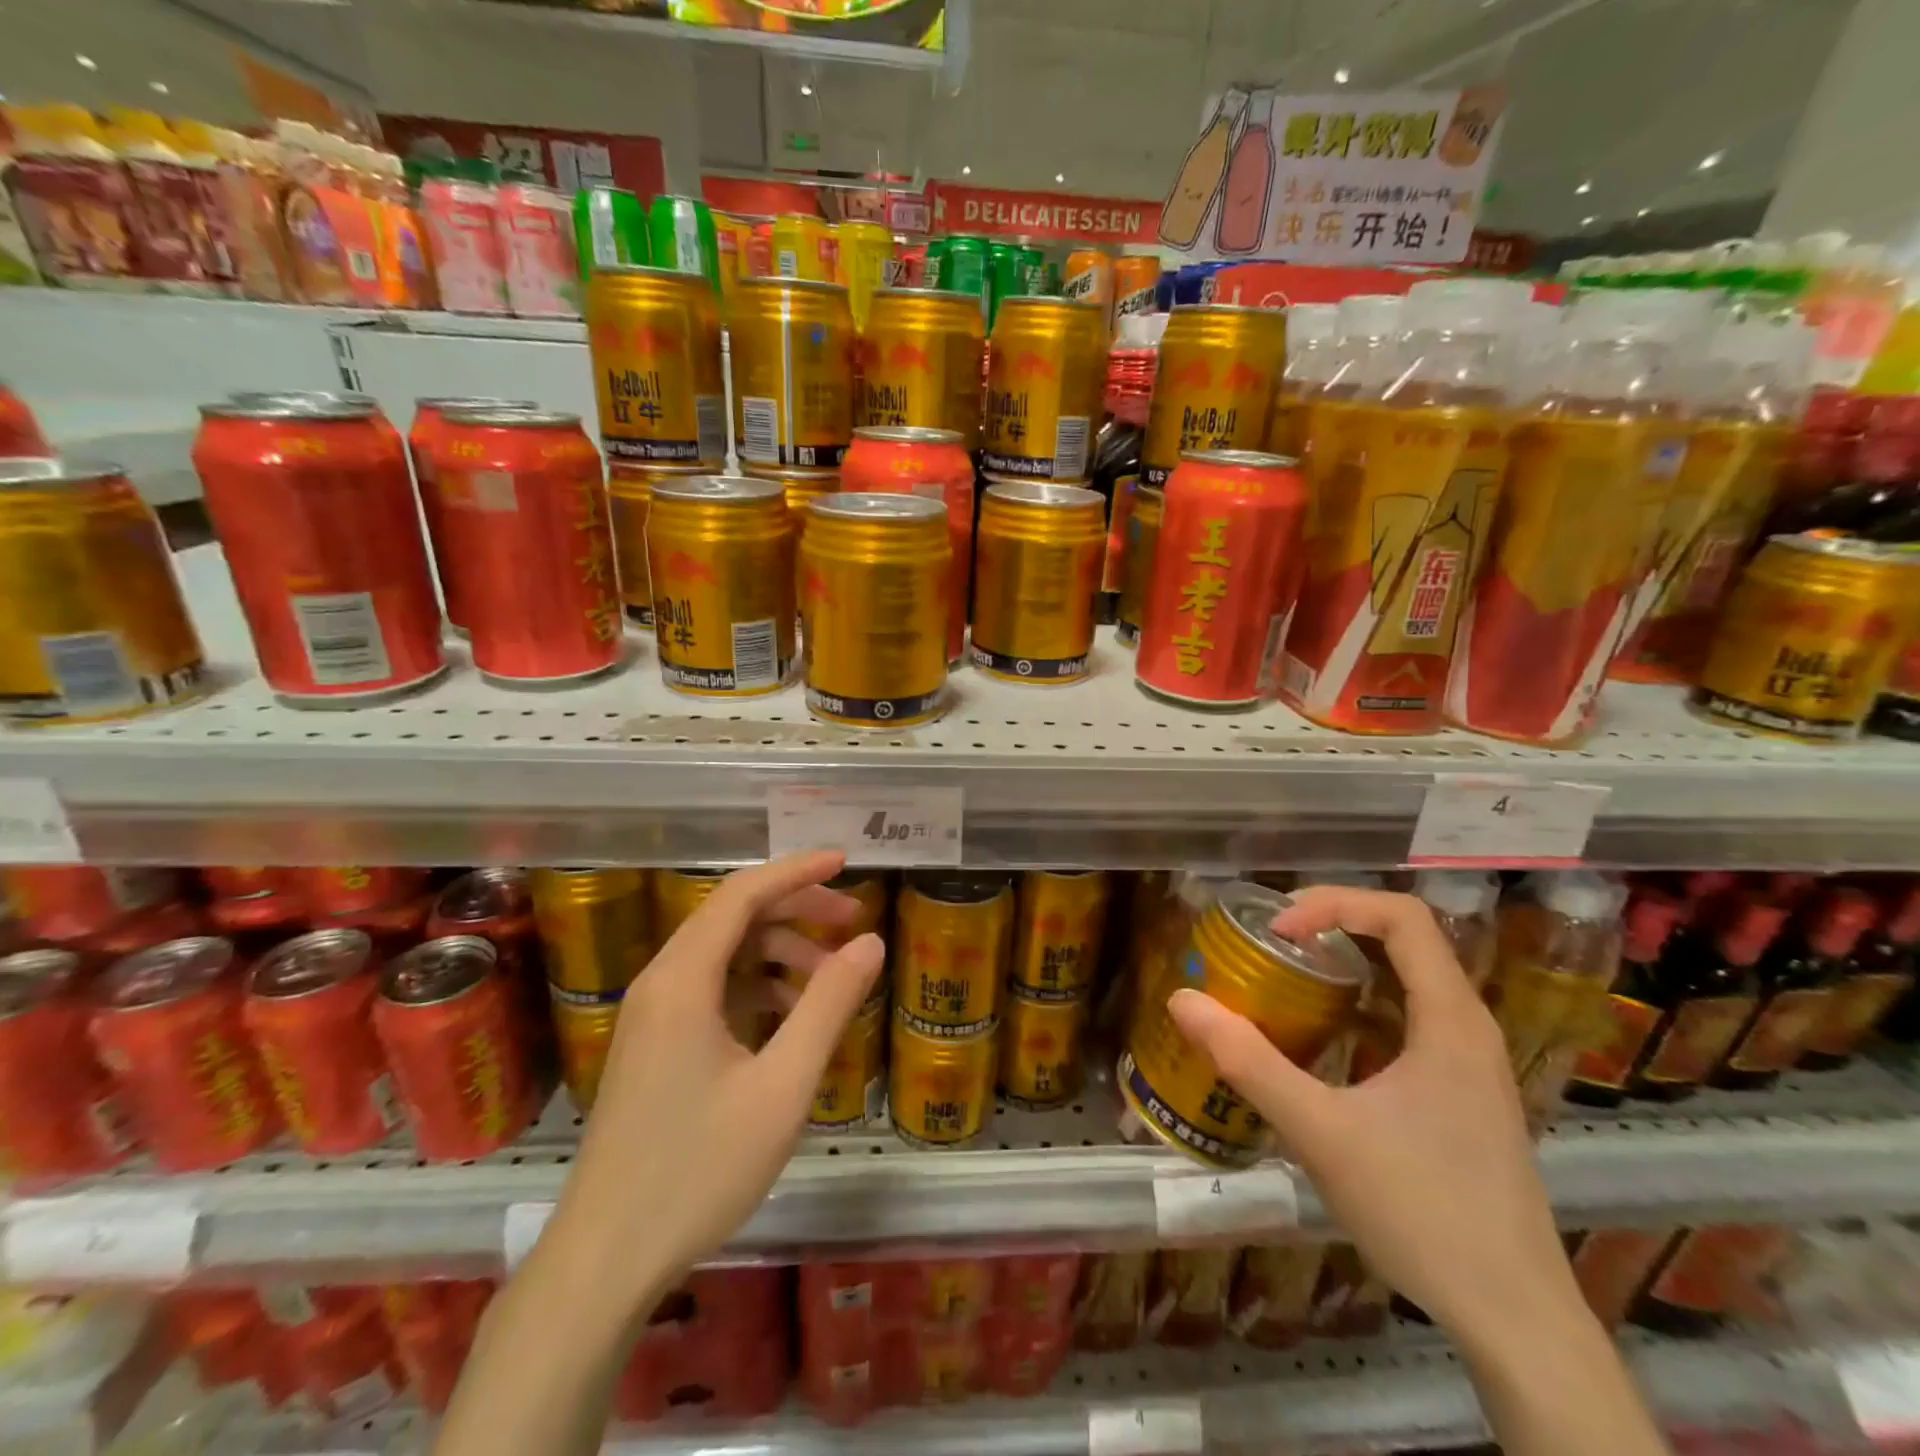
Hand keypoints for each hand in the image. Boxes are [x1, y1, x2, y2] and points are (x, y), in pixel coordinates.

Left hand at [549, 852, 883, 1295]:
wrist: (604, 1260)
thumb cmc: (698, 1170)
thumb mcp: (782, 1086)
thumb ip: (828, 1006)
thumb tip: (869, 942)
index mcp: (682, 979)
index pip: (743, 893)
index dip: (797, 871)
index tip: (846, 861)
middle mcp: (661, 983)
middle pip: (733, 917)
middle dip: (796, 909)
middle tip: (853, 921)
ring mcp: (652, 1016)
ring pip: (724, 955)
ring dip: (779, 952)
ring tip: (831, 978)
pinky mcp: (654, 1046)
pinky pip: (712, 990)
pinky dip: (757, 987)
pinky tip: (792, 1020)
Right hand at [1167, 886, 1580, 1344]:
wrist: (1515, 1321)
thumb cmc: (1423, 1212)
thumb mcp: (1321, 1131)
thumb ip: (1248, 1062)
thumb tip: (1181, 1000)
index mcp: (1451, 1018)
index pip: (1402, 915)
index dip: (1334, 903)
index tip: (1278, 931)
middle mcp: (1468, 1026)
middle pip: (1403, 940)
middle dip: (1332, 927)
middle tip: (1270, 945)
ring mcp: (1469, 1063)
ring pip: (1406, 982)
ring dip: (1345, 968)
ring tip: (1284, 982)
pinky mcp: (1460, 1095)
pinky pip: (1406, 1022)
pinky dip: (1359, 1010)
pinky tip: (1319, 1043)